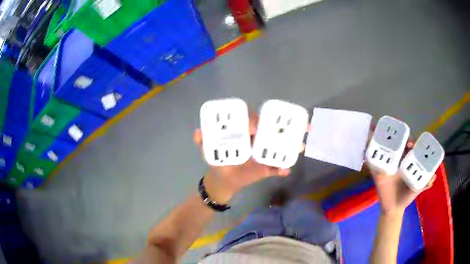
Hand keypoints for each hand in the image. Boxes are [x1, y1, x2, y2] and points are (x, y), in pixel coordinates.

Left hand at [193, 111, 303, 203]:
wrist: (224, 180)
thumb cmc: (218, 160)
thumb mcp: (209, 149)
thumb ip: (203, 141)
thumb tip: (197, 133)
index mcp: (245, 132)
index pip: (255, 120)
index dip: (258, 119)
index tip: (257, 126)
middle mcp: (258, 140)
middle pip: (275, 131)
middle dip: (289, 127)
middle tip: (302, 125)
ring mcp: (264, 153)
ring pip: (281, 147)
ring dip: (292, 146)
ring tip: (301, 146)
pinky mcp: (266, 168)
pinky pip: (276, 167)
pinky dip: (282, 169)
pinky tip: (285, 171)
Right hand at [368, 141, 435, 214]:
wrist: (394, 209)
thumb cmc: (407, 196)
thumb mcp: (418, 188)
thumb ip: (425, 182)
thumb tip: (434, 177)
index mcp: (407, 161)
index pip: (408, 146)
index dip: (410, 141)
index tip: (411, 144)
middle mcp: (397, 160)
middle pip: (396, 143)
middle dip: (396, 137)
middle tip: (397, 139)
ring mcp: (387, 164)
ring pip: (384, 148)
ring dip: (380, 139)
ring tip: (378, 130)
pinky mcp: (377, 171)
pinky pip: (372, 161)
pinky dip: (367, 152)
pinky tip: (365, 145)